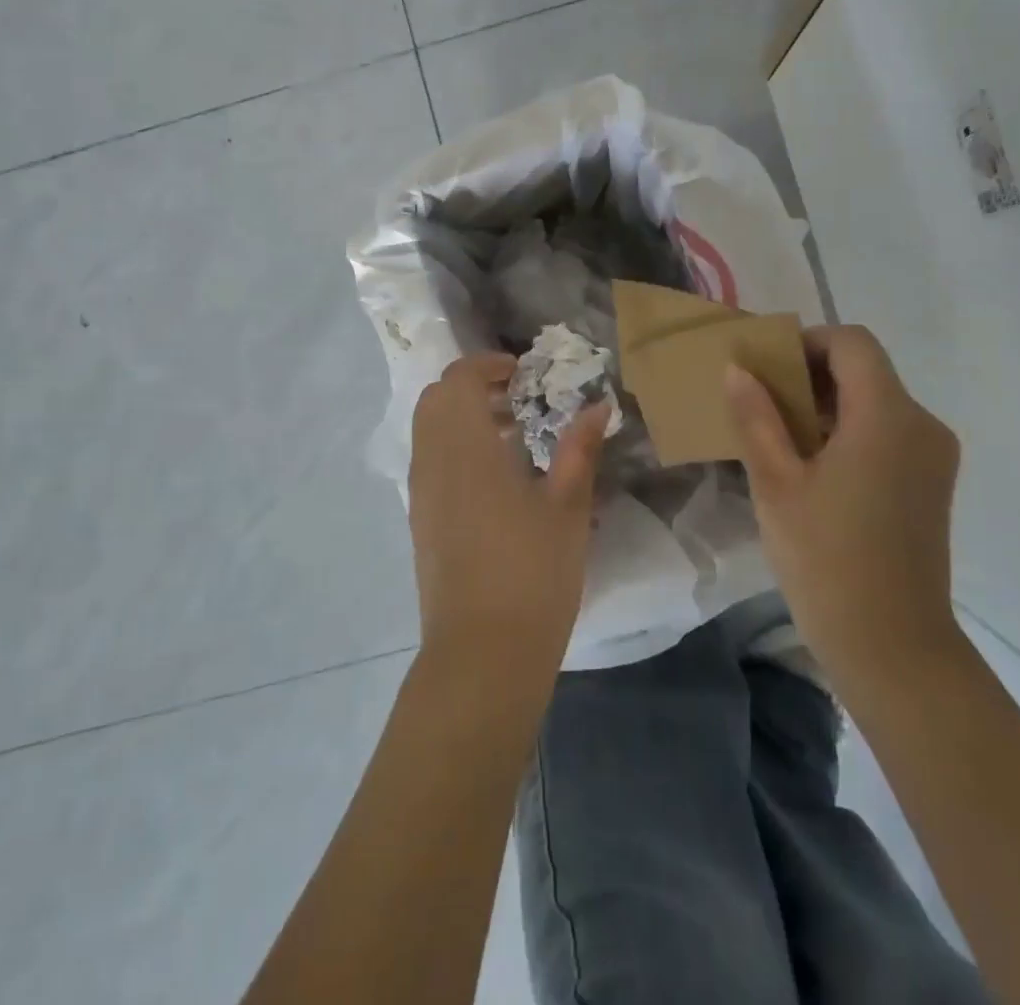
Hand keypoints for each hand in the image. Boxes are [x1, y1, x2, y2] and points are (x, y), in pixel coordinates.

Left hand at [408, 353, 608, 686]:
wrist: (482, 653)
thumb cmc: (531, 572)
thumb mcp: (567, 507)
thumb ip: (579, 450)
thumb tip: (599, 407)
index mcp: (465, 447)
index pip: (459, 379)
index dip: (488, 365)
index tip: (524, 372)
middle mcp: (432, 460)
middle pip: (436, 399)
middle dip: (473, 387)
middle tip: (519, 399)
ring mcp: (421, 492)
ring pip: (429, 430)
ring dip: (463, 417)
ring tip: (514, 435)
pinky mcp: (420, 520)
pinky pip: (430, 461)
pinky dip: (455, 447)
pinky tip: (496, 476)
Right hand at [725, 325, 965, 714]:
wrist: (892, 645)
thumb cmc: (826, 558)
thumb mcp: (776, 482)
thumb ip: (756, 417)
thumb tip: (738, 369)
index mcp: (888, 415)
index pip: (852, 343)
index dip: (807, 342)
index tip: (766, 368)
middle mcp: (922, 424)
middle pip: (866, 370)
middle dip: (810, 375)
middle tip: (761, 402)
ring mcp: (933, 456)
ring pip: (876, 402)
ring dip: (828, 405)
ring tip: (779, 437)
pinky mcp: (932, 483)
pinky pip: (888, 433)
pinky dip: (849, 432)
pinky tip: (813, 467)